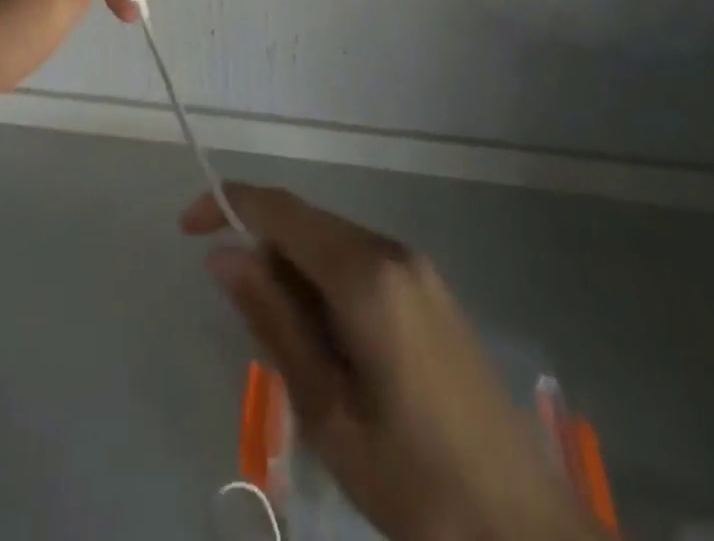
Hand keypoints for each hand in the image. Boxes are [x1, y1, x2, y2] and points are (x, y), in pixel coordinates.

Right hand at [185, 185, 595, 540]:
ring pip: (331, 243)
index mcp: (365, 273)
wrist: (526, 530)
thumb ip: (274, 321)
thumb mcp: (328, 410)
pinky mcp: (429, 291)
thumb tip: (224, 255)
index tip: (187, 229)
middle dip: (260, 246)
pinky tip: (328, 344)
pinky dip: (325, 284)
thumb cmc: (416, 482)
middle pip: (306, 222)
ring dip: (293, 271)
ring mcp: (417, 268)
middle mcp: (392, 250)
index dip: (228, 205)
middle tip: (238, 313)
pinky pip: (358, 263)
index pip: (280, 210)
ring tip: (286, 346)